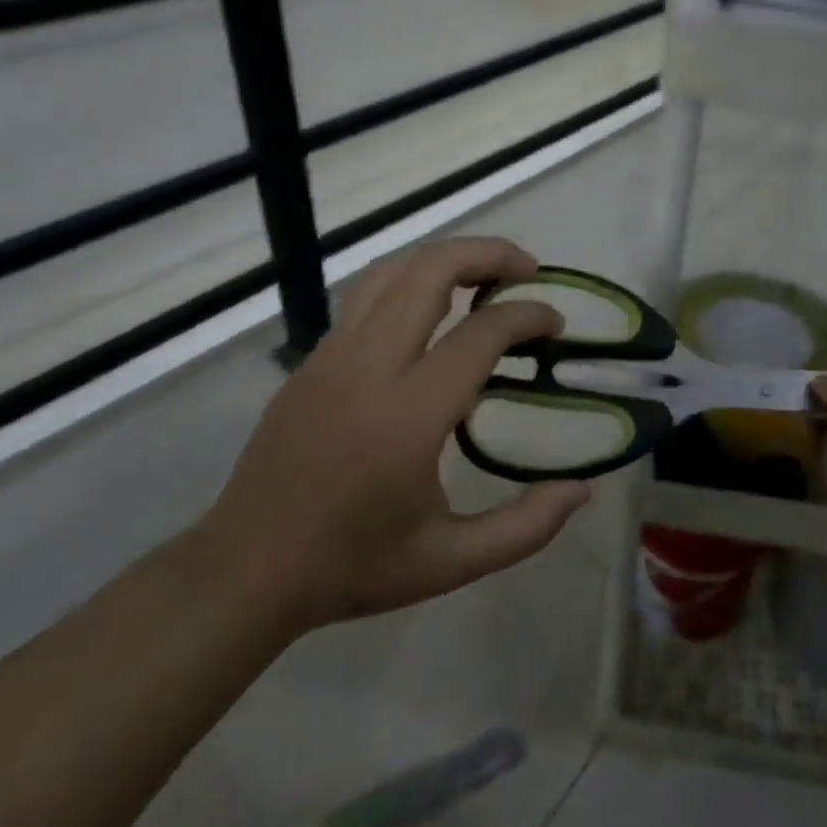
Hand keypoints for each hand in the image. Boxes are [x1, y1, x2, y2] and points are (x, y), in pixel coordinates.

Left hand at [194, 237, 592, 640]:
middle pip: (431, 272)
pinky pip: (365, 297)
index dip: (528, 316)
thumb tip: (582, 488)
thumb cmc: (353, 567)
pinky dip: (409, 281)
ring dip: (444, 258)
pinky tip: (431, 309)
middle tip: (528, 269)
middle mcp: (369, 368)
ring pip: (392, 272)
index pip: (481, 333)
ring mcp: (332, 357)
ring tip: (484, 274)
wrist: (244, 571)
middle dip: (488, 254)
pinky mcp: (311, 362)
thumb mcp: (451, 562)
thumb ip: (525, 527)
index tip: (555, 326)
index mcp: (410, 415)